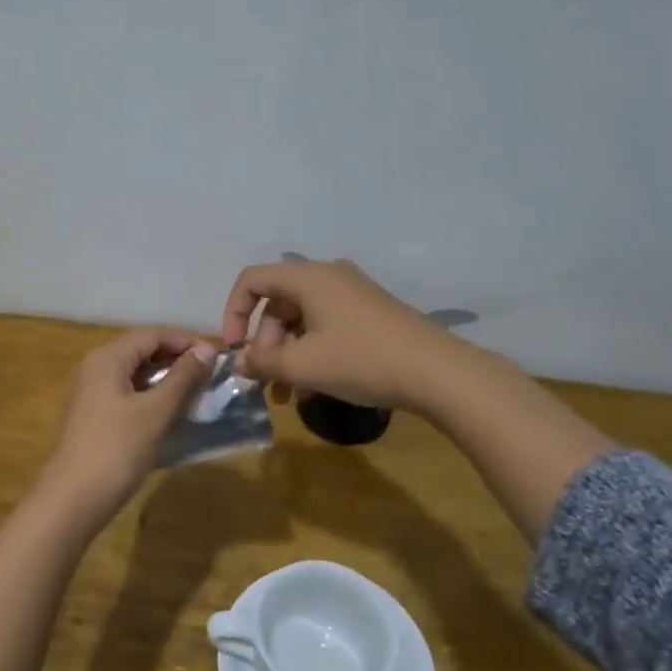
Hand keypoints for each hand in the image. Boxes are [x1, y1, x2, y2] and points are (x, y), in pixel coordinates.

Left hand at [32, 328, 216, 536]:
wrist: (71, 501)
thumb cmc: (116, 451)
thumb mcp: (155, 412)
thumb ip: (182, 378)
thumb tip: (206, 350)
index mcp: (107, 359)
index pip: (152, 335)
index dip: (185, 341)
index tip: (217, 355)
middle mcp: (95, 368)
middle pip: (141, 350)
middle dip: (176, 358)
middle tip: (210, 373)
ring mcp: (90, 393)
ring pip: (134, 373)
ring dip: (165, 378)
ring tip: (197, 391)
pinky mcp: (92, 416)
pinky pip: (126, 393)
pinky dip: (150, 395)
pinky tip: (170, 411)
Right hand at [221, 258, 456, 410]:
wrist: (437, 372)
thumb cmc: (361, 360)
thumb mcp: (303, 365)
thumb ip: (263, 362)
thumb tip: (240, 361)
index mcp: (308, 278)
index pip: (252, 280)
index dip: (234, 312)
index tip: (236, 349)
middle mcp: (329, 276)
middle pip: (278, 302)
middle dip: (265, 343)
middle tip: (268, 380)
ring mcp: (353, 294)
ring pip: (302, 318)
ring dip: (288, 353)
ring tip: (288, 393)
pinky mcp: (370, 313)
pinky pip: (326, 325)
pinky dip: (312, 351)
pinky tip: (316, 386)